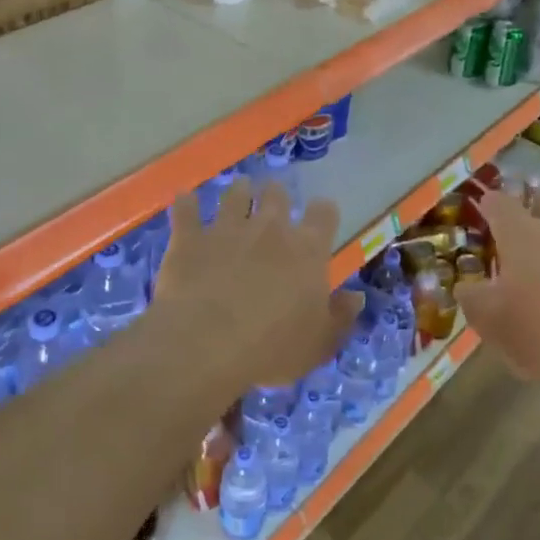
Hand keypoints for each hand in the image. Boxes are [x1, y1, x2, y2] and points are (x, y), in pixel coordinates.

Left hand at [150, 179, 359, 404]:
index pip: (324, 214)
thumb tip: (355, 297)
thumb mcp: (319, 344)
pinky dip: (186, 203)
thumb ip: (340, 317)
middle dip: (276, 195)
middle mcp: (269, 228)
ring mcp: (226, 228)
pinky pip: (186, 210)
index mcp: (306, 251)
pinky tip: (185, 199)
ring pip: (235, 194)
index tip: (320, 216)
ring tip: (238, 191)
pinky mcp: (190, 237)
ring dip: (238, 191)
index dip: (323, 212)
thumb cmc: (271, 348)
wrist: (205, 344)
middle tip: (273, 201)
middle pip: (277, 194)